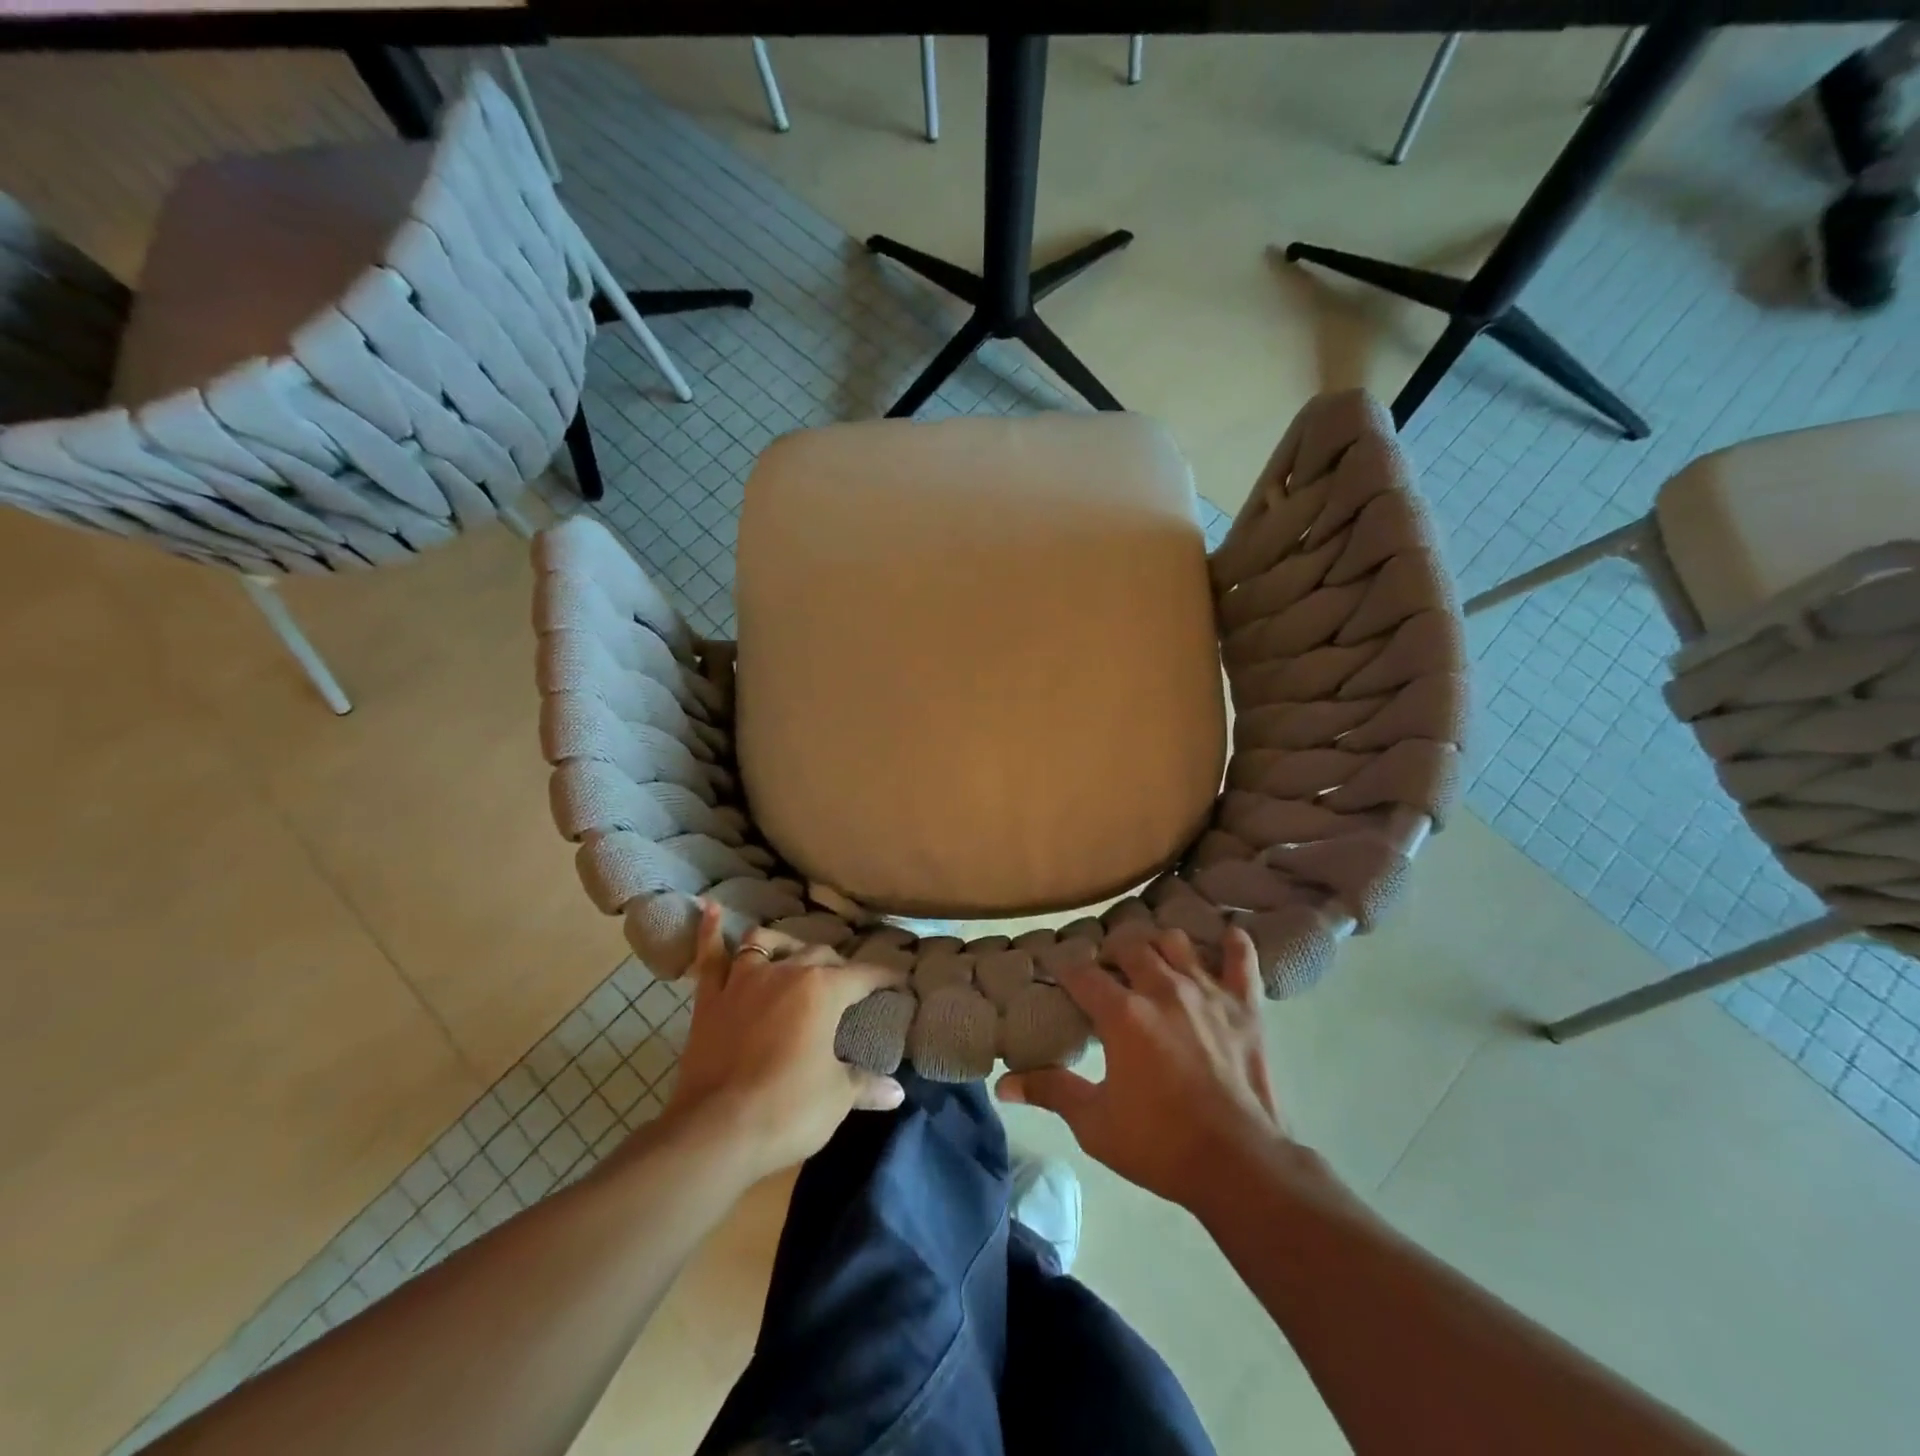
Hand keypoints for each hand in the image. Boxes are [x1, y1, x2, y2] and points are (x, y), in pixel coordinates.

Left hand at [664, 903, 906, 1180]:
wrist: (716, 1132)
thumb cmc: (788, 1110)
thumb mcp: (838, 1098)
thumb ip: (866, 1085)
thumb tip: (897, 1092)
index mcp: (824, 990)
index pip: (865, 975)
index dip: (887, 977)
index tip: (901, 981)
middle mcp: (786, 972)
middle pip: (820, 955)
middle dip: (840, 965)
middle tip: (851, 982)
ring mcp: (744, 981)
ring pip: (766, 943)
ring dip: (785, 943)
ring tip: (793, 952)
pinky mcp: (709, 999)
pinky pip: (710, 957)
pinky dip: (711, 932)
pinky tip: (712, 909)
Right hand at [997, 927, 1285, 1213]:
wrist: (1238, 1166)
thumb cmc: (1159, 1144)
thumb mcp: (1094, 1123)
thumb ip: (1051, 1091)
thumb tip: (1003, 1084)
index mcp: (1122, 1013)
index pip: (1081, 973)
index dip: (1064, 968)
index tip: (1057, 972)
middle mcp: (1162, 989)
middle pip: (1128, 945)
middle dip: (1111, 953)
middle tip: (1106, 973)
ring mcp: (1206, 992)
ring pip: (1175, 941)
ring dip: (1157, 946)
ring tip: (1151, 961)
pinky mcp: (1244, 1005)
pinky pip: (1241, 958)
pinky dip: (1232, 944)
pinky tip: (1225, 937)